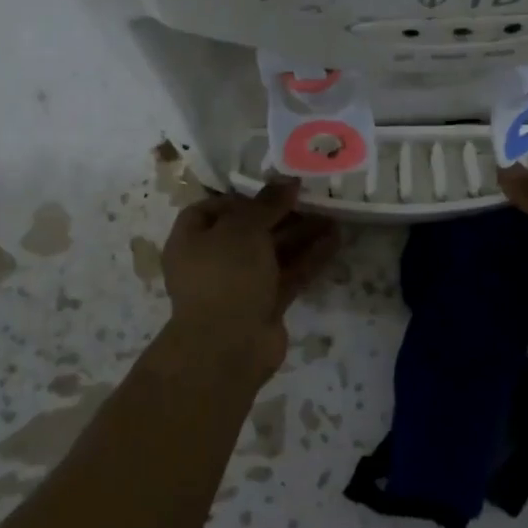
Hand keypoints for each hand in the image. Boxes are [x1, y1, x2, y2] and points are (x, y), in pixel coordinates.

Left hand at [161, 180, 338, 378]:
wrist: (228, 347)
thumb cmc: (225, 275)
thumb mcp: (243, 228)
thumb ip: (267, 203)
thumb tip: (288, 180)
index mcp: (192, 239)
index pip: (213, 209)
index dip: (243, 197)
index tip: (274, 190)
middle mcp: (213, 261)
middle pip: (250, 230)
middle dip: (282, 214)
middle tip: (313, 198)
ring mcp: (240, 285)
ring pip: (273, 253)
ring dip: (301, 234)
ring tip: (334, 214)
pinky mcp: (265, 305)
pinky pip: (288, 275)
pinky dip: (309, 258)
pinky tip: (335, 240)